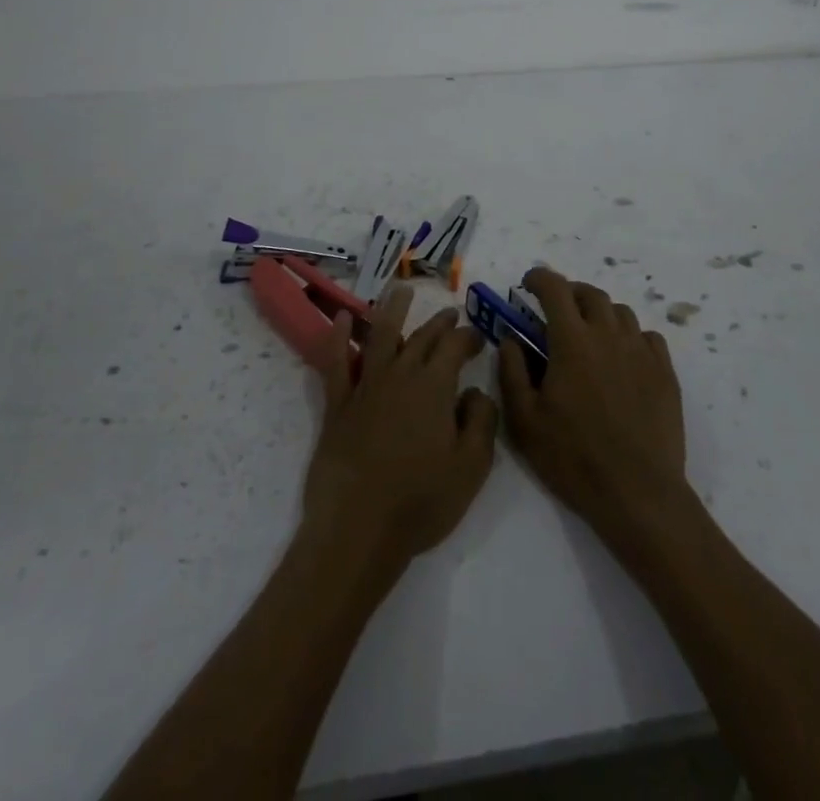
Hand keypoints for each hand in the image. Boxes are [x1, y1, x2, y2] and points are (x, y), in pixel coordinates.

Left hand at [301, 283, 499, 576]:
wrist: (358, 529)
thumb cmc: (421, 501)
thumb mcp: (472, 467)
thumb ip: (482, 421)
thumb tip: (476, 392)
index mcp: (435, 386)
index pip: (455, 346)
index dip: (468, 336)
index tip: (478, 337)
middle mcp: (400, 375)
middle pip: (422, 337)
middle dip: (439, 323)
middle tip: (450, 313)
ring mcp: (365, 387)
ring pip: (380, 336)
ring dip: (392, 310)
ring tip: (399, 290)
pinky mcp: (338, 405)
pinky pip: (337, 363)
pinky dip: (338, 337)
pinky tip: (339, 318)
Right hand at [498, 268, 694, 550]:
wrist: (638, 493)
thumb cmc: (573, 457)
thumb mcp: (525, 420)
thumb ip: (512, 371)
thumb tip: (510, 339)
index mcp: (572, 341)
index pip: (555, 288)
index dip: (539, 278)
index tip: (527, 284)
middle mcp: (609, 335)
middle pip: (590, 293)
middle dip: (569, 293)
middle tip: (555, 310)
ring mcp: (641, 351)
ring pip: (620, 312)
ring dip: (600, 313)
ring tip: (589, 334)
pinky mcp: (665, 372)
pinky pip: (647, 337)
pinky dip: (629, 336)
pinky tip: (622, 358)